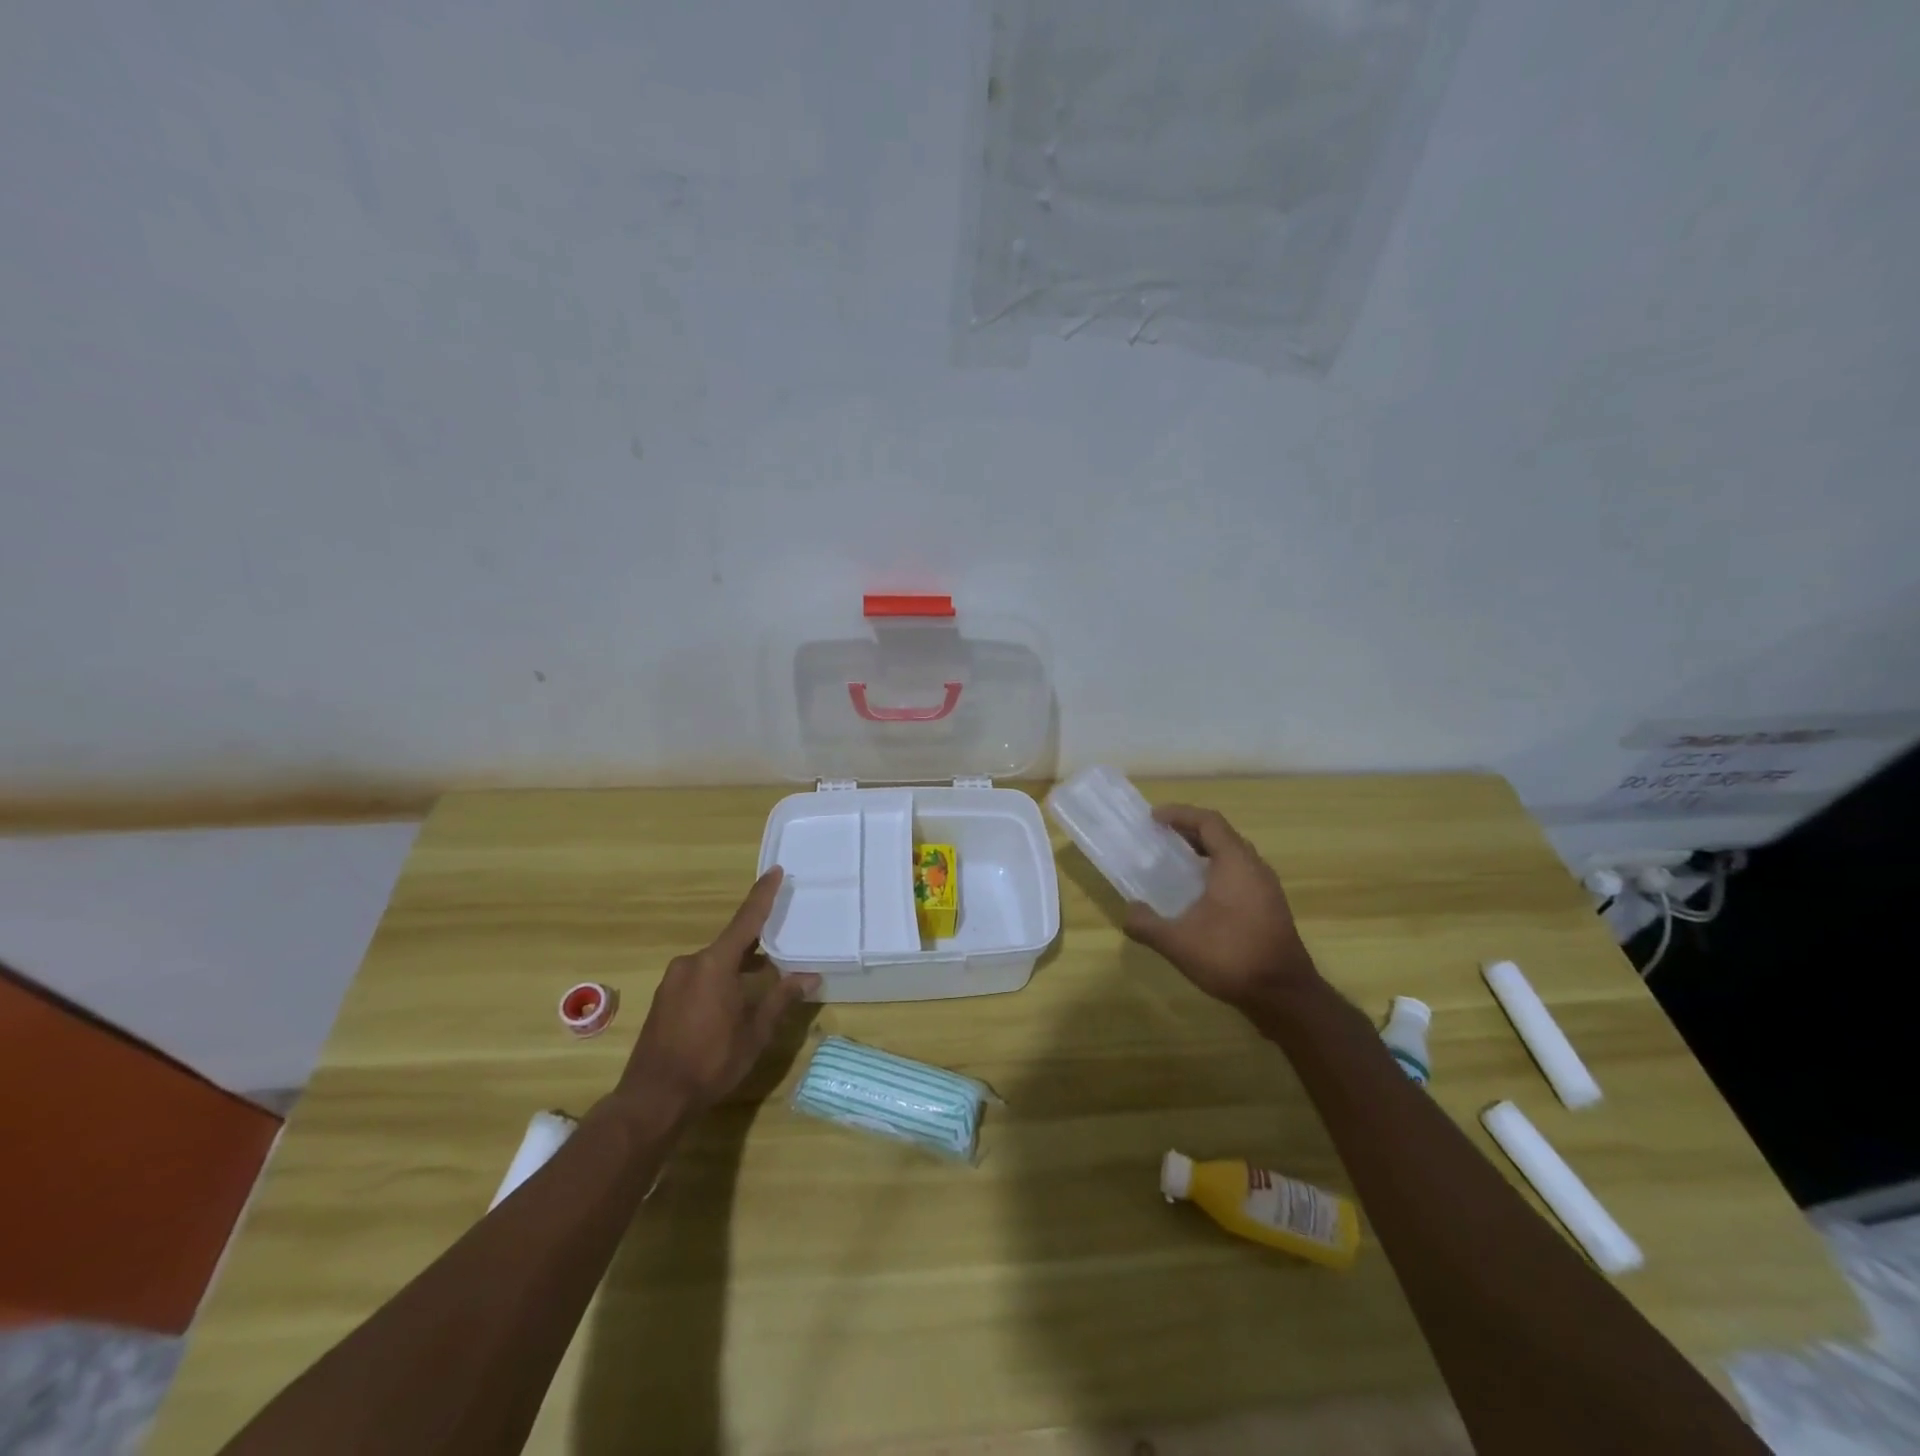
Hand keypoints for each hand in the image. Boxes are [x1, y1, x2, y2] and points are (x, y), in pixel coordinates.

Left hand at [615, 868, 819, 1120]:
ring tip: (763, 977)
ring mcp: (673, 982)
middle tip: (782, 940)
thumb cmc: (711, 1061)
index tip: (775, 871)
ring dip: (738, 966)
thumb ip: (781, 999)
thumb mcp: (755, 1032)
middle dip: (756, 943)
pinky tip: (733, 1001)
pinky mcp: (664, 1000)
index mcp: (715, 964)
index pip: (746, 920)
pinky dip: (720, 980)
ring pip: (715, 963)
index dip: (763, 895)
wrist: (653, 1099)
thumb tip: (810, 977)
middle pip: (730, 943)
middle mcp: (691, 964)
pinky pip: (699, 977)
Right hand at [1122, 805, 1316, 1012]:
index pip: (1208, 822)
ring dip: (1205, 853)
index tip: (1153, 818)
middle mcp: (1255, 868)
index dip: (1180, 814)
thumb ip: (1146, 924)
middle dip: (1190, 832)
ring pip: (1233, 856)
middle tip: (1161, 839)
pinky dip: (1217, 872)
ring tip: (1176, 864)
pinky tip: (1199, 897)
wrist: (1284, 996)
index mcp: (1235, 863)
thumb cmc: (1232, 957)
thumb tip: (1128, 912)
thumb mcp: (1177, 942)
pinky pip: (1240, 875)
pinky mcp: (1270, 908)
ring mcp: (1267, 888)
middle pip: (1222, 835)